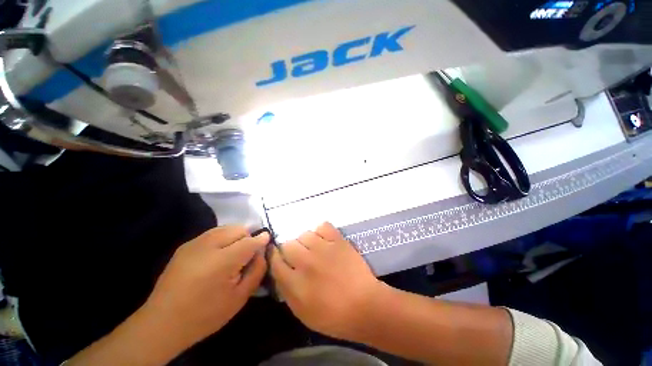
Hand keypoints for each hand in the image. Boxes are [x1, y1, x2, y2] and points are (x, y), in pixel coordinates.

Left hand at [142, 226, 269, 344]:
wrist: (162, 323)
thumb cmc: (205, 315)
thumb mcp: (239, 298)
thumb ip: (257, 271)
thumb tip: (262, 252)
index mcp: (222, 262)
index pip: (250, 241)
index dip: (262, 240)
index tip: (267, 241)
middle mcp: (207, 246)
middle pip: (238, 229)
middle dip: (248, 238)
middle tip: (247, 255)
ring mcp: (194, 244)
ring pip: (226, 228)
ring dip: (235, 237)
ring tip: (233, 254)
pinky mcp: (185, 245)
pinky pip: (213, 233)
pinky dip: (223, 238)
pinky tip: (218, 255)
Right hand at [269, 222, 382, 339]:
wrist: (365, 305)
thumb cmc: (333, 316)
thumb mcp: (302, 312)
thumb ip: (286, 290)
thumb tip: (280, 271)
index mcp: (295, 282)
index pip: (275, 261)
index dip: (275, 257)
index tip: (279, 257)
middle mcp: (306, 261)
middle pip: (288, 244)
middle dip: (290, 250)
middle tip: (300, 257)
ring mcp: (323, 248)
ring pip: (304, 234)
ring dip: (306, 242)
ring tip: (314, 249)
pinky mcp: (338, 240)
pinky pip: (323, 226)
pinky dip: (321, 232)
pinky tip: (325, 241)